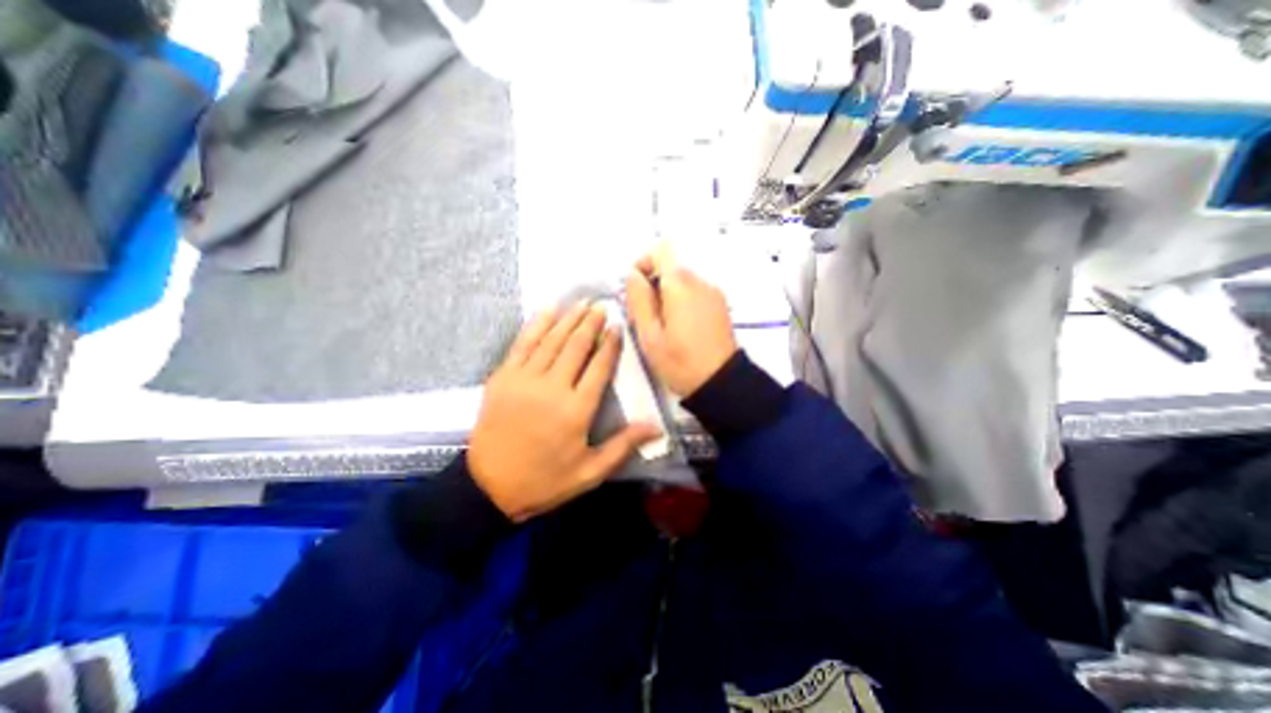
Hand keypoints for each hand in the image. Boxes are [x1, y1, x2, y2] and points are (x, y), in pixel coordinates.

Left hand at [469, 302, 664, 523]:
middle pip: (576, 347)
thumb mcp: (590, 472)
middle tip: (601, 306)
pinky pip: (522, 344)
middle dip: (590, 324)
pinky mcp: (503, 377)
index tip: (617, 327)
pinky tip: (548, 311)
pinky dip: (536, 325)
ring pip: (552, 341)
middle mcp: (552, 388)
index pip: (599, 367)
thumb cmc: (545, 480)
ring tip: (581, 303)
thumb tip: (657, 427)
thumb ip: (623, 446)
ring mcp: (524, 380)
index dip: (610, 345)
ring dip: (568, 319)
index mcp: (576, 410)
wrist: (489, 486)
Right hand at [625, 247, 734, 395]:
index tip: (635, 289)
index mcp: (680, 285)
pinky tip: (680, 328)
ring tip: (662, 326)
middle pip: (671, 267)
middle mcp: (700, 282)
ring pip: (682, 281)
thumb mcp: (649, 335)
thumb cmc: (680, 362)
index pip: (661, 251)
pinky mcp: (720, 305)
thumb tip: (632, 275)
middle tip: (645, 315)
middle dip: (653, 284)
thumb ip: (638, 300)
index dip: (643, 264)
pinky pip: (695, 292)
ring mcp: (713, 293)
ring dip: (667, 295)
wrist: (721, 383)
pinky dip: (682, 301)